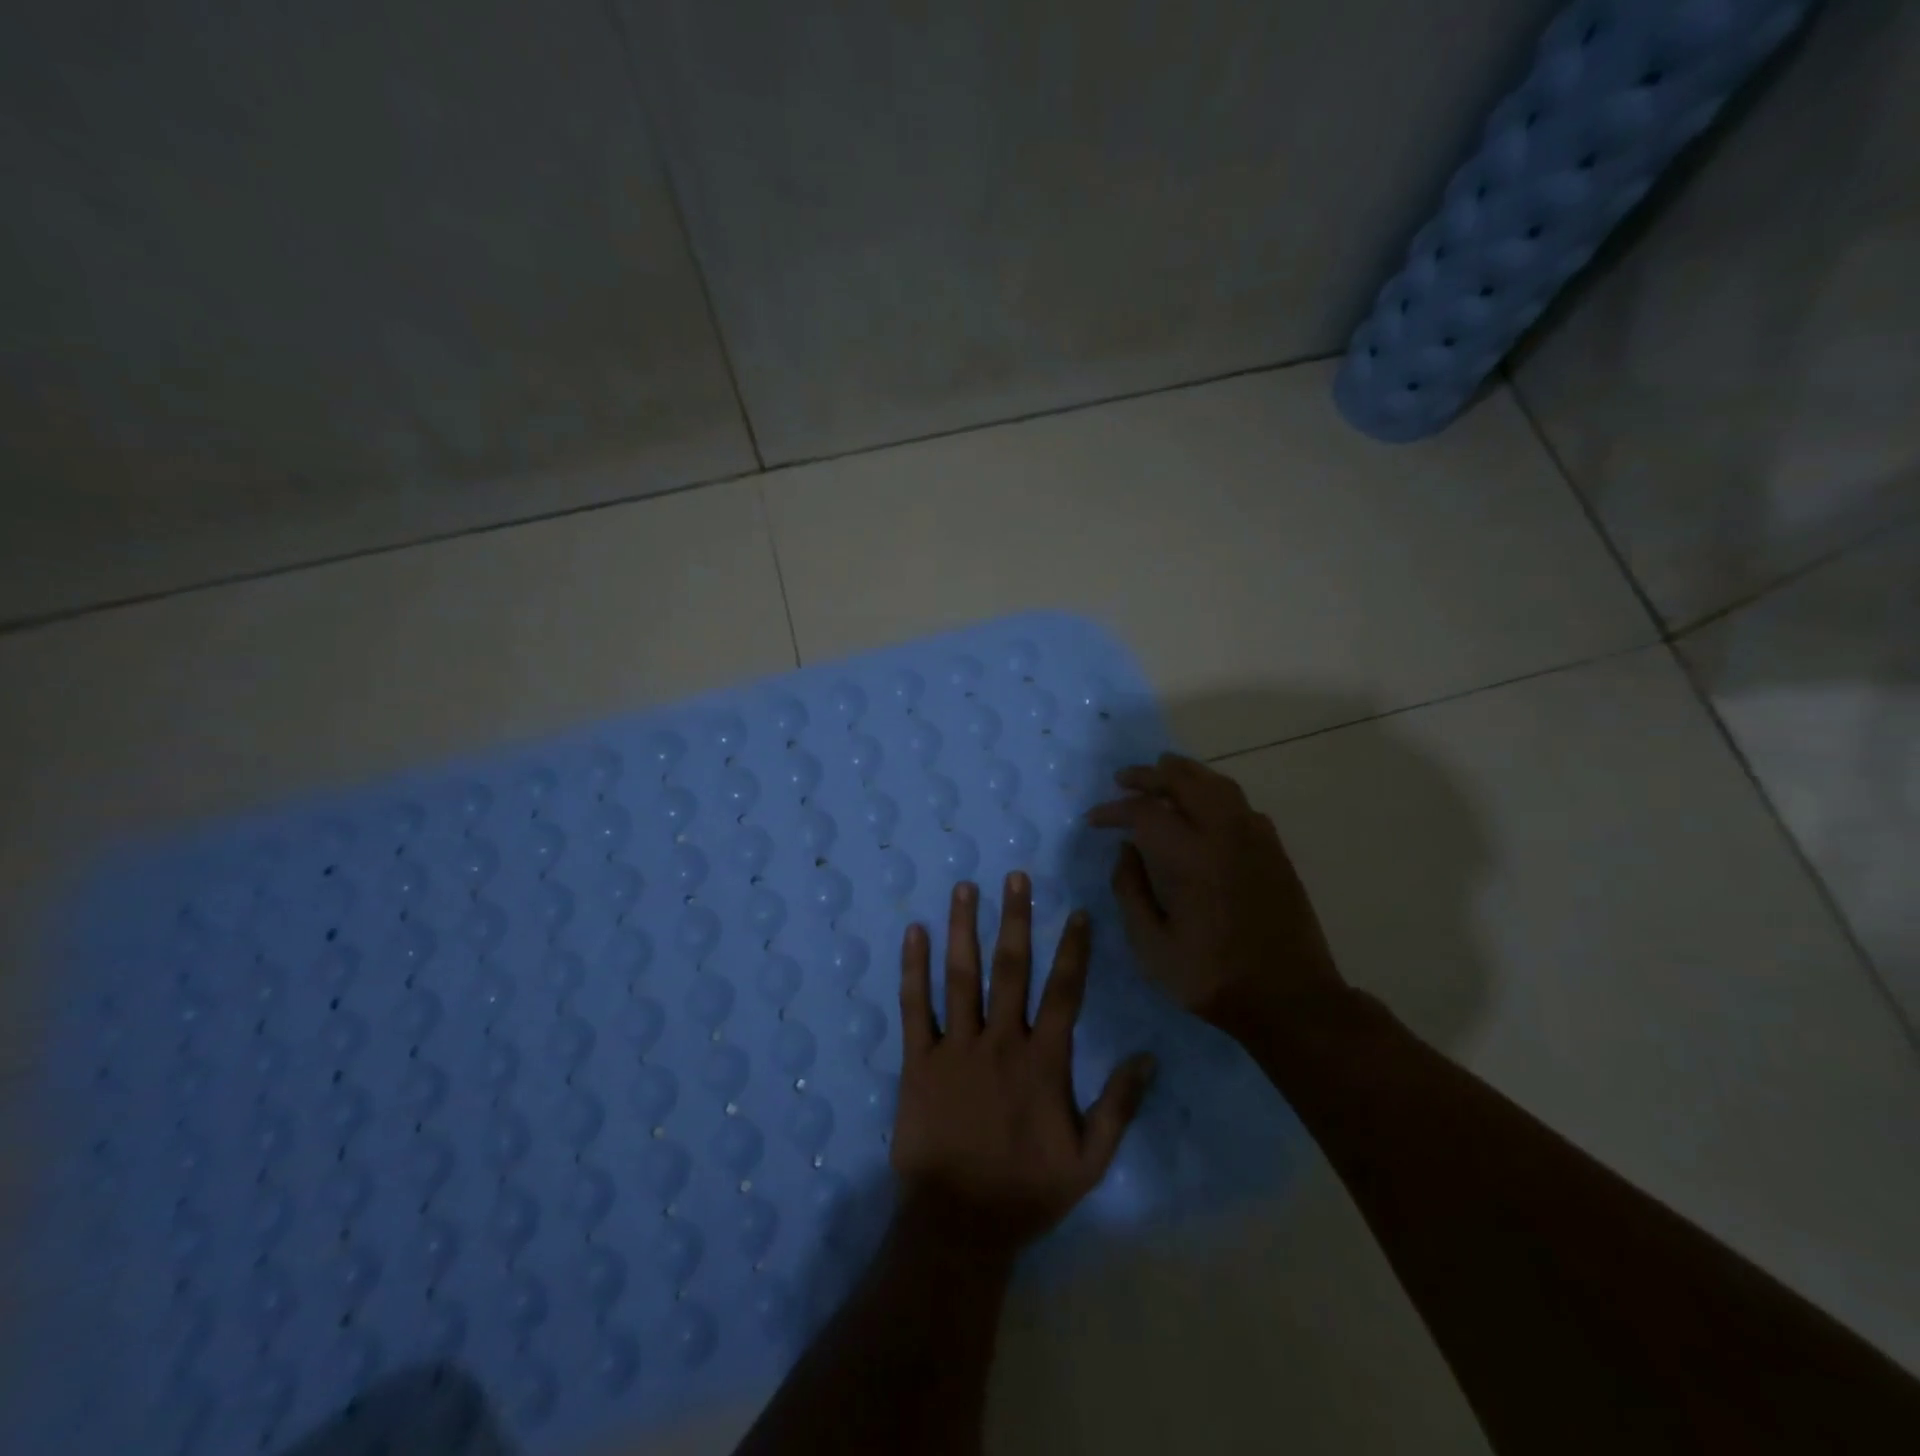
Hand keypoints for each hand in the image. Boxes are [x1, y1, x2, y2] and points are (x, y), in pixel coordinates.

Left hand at [891, 874, 1156, 1258]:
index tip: (1077, 912)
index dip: (1073, 950)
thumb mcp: (1089, 1160)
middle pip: (1011, 969)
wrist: (957, 1224)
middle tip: (1015, 876)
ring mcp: (956, 1047)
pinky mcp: (918, 1060)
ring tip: (964, 887)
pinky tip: (913, 933)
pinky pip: (915, 1006)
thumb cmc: (1026, 1191)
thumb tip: (1148, 1057)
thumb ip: (1119, 1106)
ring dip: (963, 929)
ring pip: (961, 976)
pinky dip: (913, 968)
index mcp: (1043, 1062)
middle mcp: (1000, 1042)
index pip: (1064, 992)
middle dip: (1015, 918)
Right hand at [1087, 753, 1345, 1036]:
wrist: (1290, 1000)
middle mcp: (1224, 834)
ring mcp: (1255, 839)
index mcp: (1189, 857)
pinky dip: (1216, 795)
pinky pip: (1242, 805)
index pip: (1144, 811)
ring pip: (1218, 785)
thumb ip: (1130, 891)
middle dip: (1148, 775)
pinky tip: (1206, 809)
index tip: (1094, 820)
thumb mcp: (1151, 945)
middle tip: (1124, 779)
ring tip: (1163, 772)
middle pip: (1183, 781)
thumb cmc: (1211, 977)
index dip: (1114, 810)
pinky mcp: (1275, 851)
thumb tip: (1125, 851)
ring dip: (1185, 774)